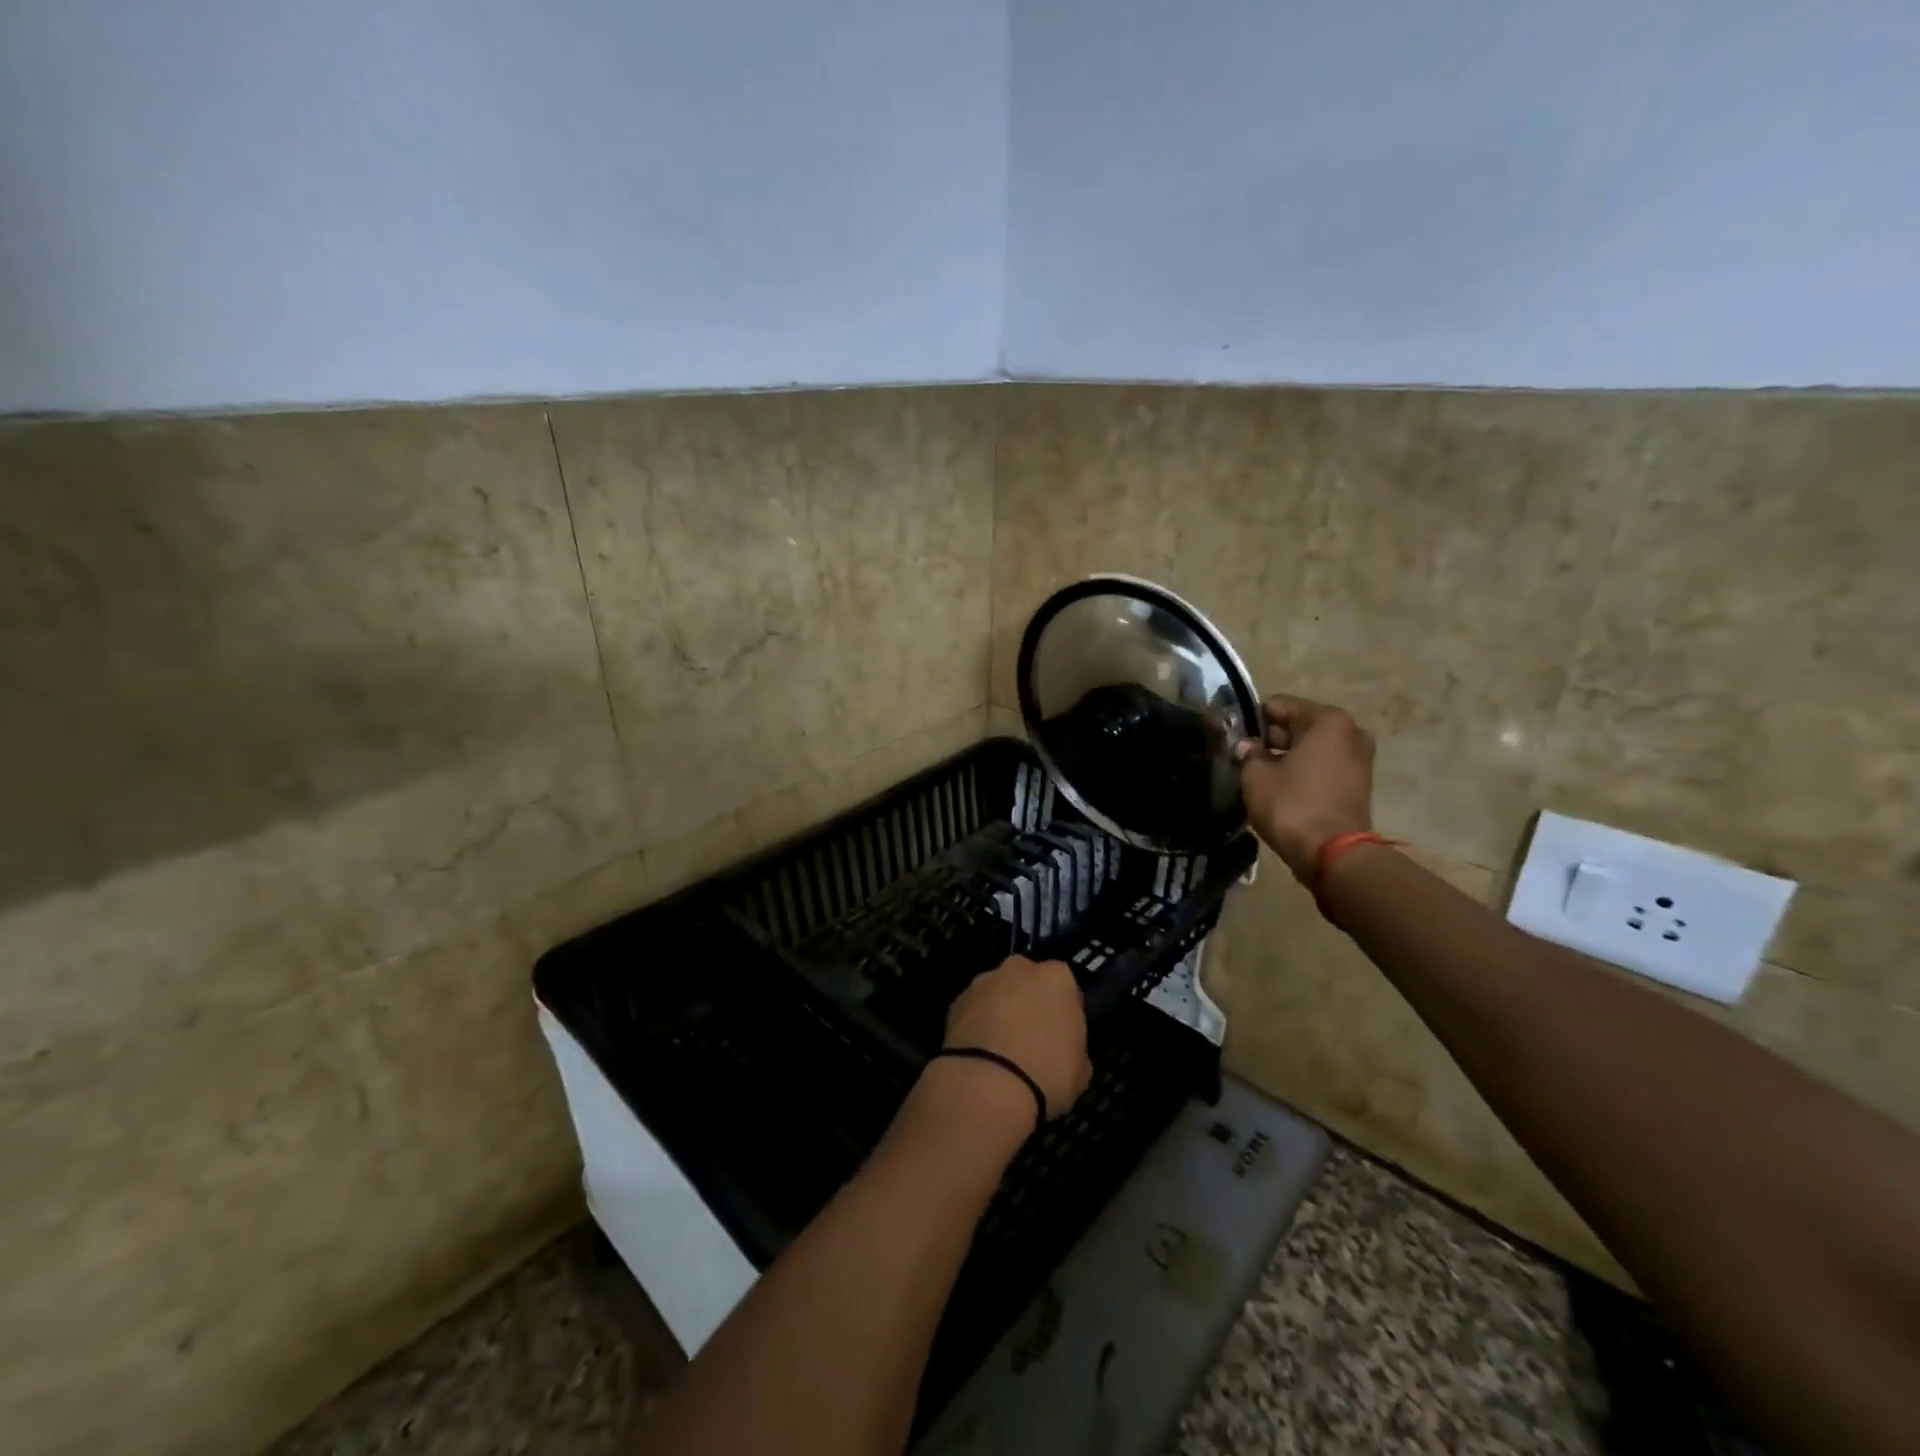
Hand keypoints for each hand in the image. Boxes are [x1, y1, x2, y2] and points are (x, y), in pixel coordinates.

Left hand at [942, 955, 1091, 1120]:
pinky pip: (974, 1010)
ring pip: (998, 993)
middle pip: (1028, 982)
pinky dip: (977, 1025)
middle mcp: (1019, 968)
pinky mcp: (956, 1000)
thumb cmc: (1046, 1072)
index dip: (1064, 1011)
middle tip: (1032, 1038)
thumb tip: (1063, 1047)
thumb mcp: (1081, 1070)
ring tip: (1000, 1050)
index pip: (1066, 987)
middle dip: (1030, 1002)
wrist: (986, 1084)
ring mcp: (983, 981)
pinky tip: (979, 1054)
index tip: (1062, 1035)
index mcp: (1057, 977)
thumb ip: (1074, 1046)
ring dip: (1000, 1011)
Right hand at [1235, 694, 1375, 881]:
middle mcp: (1350, 732)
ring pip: (1311, 747)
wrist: (1332, 854)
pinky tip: (1280, 787)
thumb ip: (1249, 754)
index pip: (1278, 705)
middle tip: (1244, 757)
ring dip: (1286, 756)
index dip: (1252, 720)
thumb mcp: (1256, 776)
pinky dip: (1303, 771)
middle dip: (1271, 738)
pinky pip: (1322, 766)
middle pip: (1298, 725)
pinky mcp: (1358, 783)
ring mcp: (1359, 759)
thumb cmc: (1292, 805)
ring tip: (1260, 775)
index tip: (1234, 737)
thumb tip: (1247, 747)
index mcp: (1328, 720)